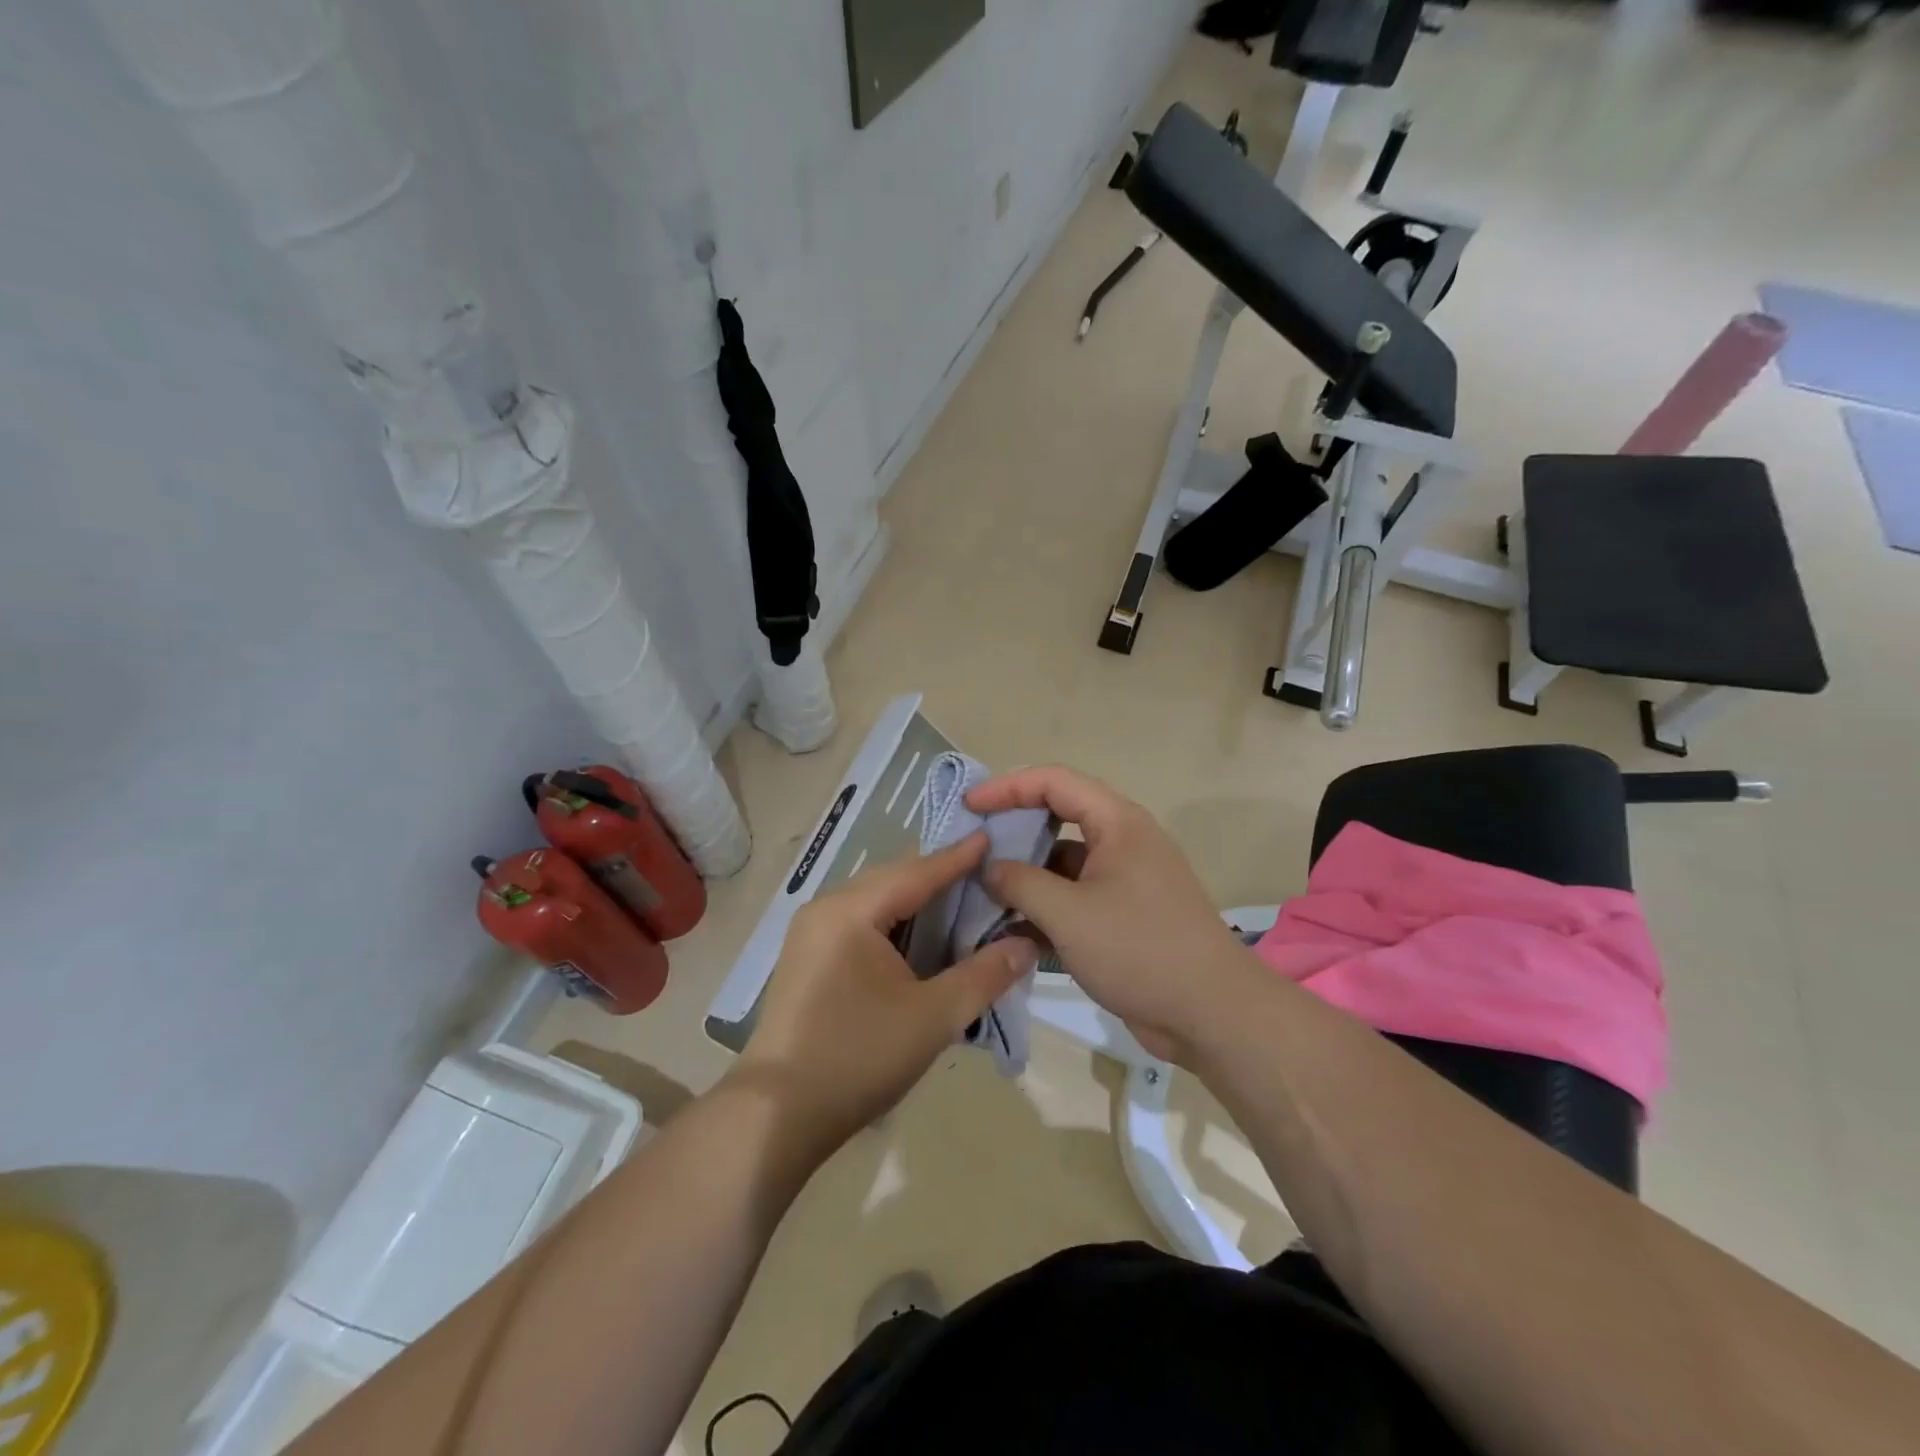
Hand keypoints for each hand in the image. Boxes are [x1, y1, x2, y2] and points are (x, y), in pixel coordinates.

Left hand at [734, 834, 1038, 1151]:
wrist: (777, 1114)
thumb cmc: (858, 1057)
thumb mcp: (933, 1017)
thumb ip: (983, 976)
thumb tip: (1026, 945)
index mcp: (852, 911)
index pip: (917, 872)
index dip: (958, 858)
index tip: (991, 837)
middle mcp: (825, 909)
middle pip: (892, 880)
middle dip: (937, 875)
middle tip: (983, 871)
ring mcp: (810, 934)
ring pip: (874, 902)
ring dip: (915, 900)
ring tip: (957, 899)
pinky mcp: (807, 959)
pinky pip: (859, 922)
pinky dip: (893, 922)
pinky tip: (916, 937)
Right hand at [967, 766, 1251, 1063]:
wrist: (1211, 1013)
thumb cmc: (1139, 950)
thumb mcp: (1069, 914)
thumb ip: (1020, 883)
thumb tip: (990, 868)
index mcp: (1117, 822)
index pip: (1054, 782)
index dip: (1007, 786)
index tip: (969, 806)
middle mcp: (1122, 840)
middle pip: (1059, 815)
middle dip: (1014, 827)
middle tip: (973, 843)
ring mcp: (1125, 878)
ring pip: (1064, 859)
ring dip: (1026, 871)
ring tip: (983, 888)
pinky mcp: (1124, 913)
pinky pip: (1075, 893)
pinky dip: (1045, 903)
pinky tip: (1011, 926)